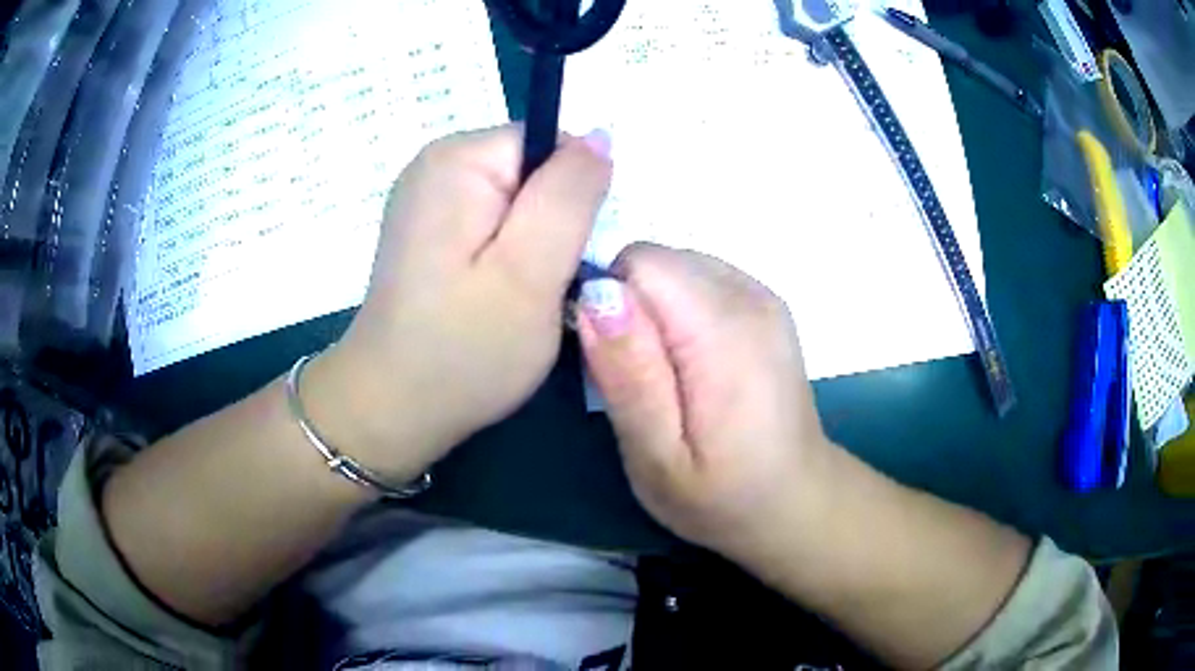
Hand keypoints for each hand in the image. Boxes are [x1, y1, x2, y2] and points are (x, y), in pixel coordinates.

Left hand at [308, 125, 612, 479]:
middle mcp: (436, 165)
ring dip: (536, 243)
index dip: (574, 196)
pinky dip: (511, 253)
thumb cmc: (463, 349)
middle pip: (533, 170)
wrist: (393, 408)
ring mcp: (428, 198)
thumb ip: (571, 194)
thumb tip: (600, 138)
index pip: (550, 144)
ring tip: (523, 294)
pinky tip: (499, 294)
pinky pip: (494, 222)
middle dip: (555, 221)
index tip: (568, 254)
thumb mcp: (531, 270)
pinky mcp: (430, 230)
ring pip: (519, 200)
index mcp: (458, 159)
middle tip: (545, 283)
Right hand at [578, 244, 835, 566]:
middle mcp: (750, 296)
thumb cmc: (721, 495)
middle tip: (641, 380)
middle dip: (631, 307)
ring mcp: (764, 295)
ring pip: (676, 266)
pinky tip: (693, 363)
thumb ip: (629, 375)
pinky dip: (681, 310)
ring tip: (667, 376)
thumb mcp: (657, 457)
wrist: (794, 500)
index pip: (640, 263)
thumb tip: (596, 295)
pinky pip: (700, 279)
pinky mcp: (766, 304)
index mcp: (724, 331)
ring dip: (655, 311)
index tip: (616, 364)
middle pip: (658, 260)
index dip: (611, 305)